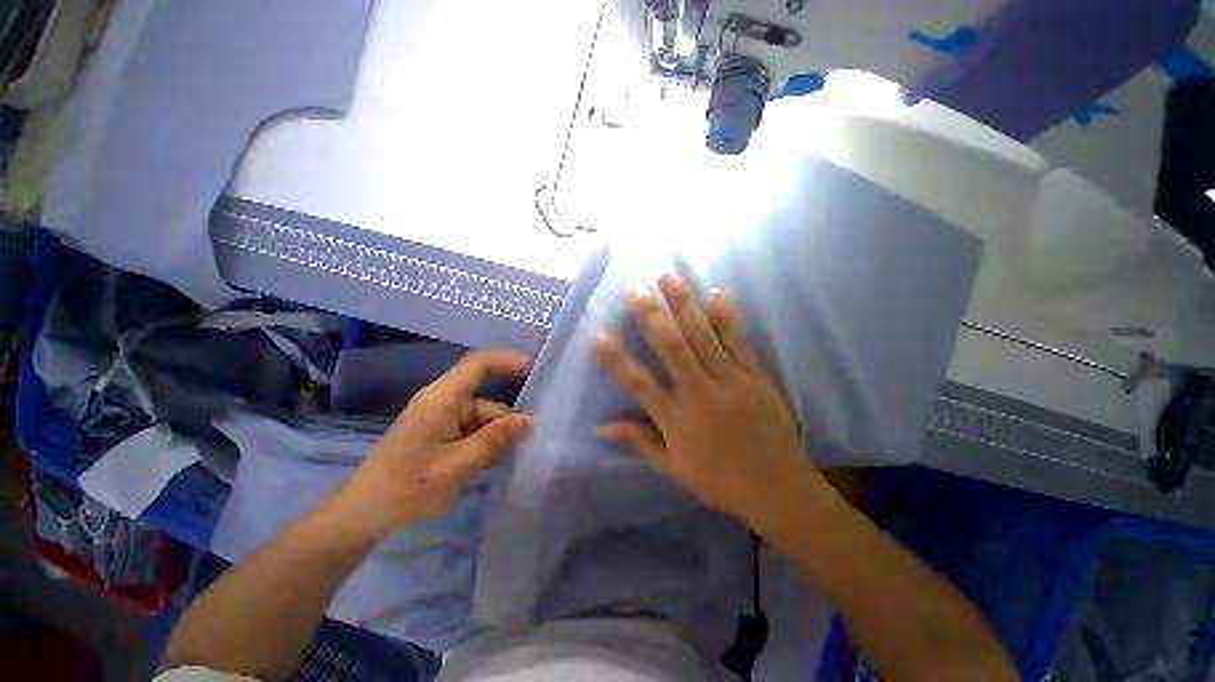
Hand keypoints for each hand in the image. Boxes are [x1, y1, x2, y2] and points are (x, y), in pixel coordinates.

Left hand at [335, 351, 533, 538]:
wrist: (361, 517)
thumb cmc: (407, 488)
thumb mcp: (458, 465)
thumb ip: (495, 440)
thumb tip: (528, 421)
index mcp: (442, 399)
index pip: (478, 365)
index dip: (506, 361)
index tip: (533, 370)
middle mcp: (442, 402)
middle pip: (486, 402)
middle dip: (505, 423)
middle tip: (523, 446)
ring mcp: (438, 419)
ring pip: (481, 420)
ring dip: (494, 438)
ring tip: (502, 462)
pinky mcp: (437, 435)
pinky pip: (470, 432)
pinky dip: (482, 444)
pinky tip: (489, 464)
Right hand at [595, 273, 828, 530]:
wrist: (778, 490)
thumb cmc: (719, 481)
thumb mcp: (673, 469)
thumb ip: (639, 442)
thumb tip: (602, 426)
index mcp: (676, 419)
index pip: (638, 383)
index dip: (615, 359)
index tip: (598, 335)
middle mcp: (699, 393)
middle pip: (671, 347)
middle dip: (651, 315)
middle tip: (635, 289)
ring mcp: (730, 382)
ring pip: (702, 337)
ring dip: (684, 305)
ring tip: (669, 277)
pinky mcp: (756, 378)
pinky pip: (739, 343)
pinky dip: (727, 318)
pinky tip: (718, 294)